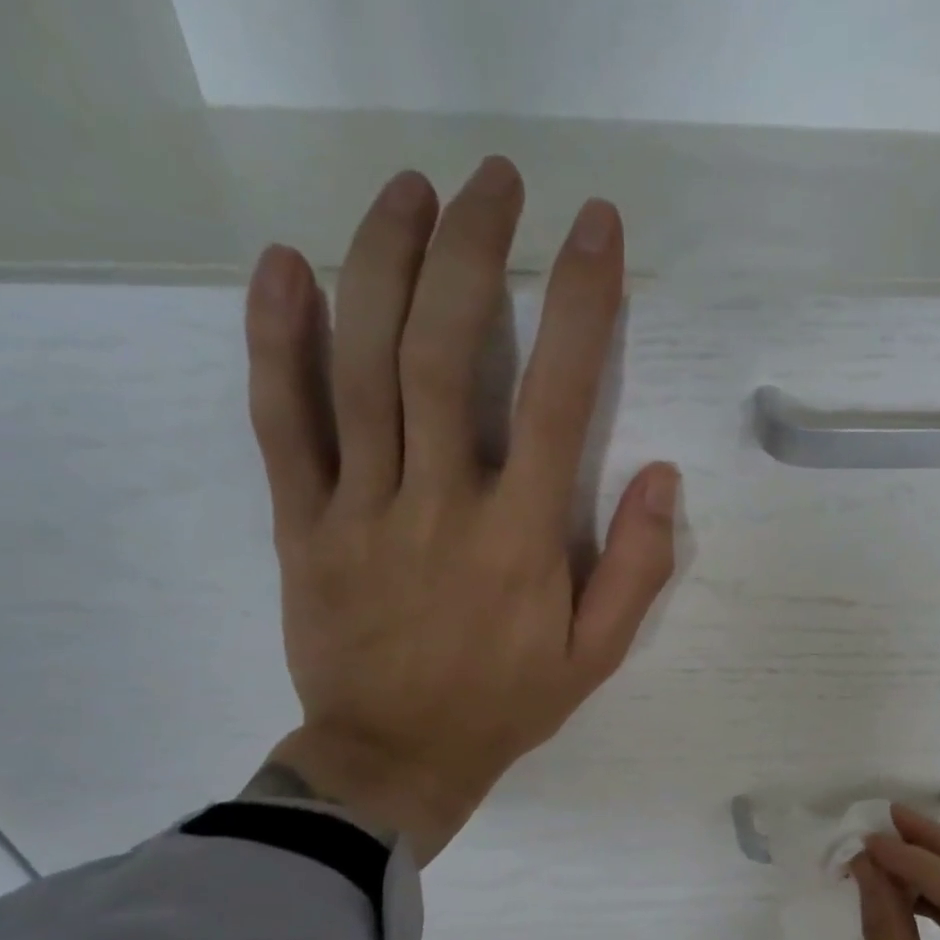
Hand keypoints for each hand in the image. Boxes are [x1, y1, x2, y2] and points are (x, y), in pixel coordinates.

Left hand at [242, 160, 678, 862]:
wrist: (394, 759)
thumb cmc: (507, 705)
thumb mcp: (597, 655)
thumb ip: (638, 569)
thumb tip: (663, 476)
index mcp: (523, 538)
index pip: (561, 398)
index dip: (582, 302)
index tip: (595, 227)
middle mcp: (443, 503)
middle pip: (450, 353)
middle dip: (474, 252)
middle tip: (494, 180)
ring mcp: (362, 508)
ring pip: (363, 366)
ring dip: (384, 264)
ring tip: (409, 190)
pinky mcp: (302, 522)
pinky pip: (282, 421)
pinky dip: (276, 340)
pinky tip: (284, 266)